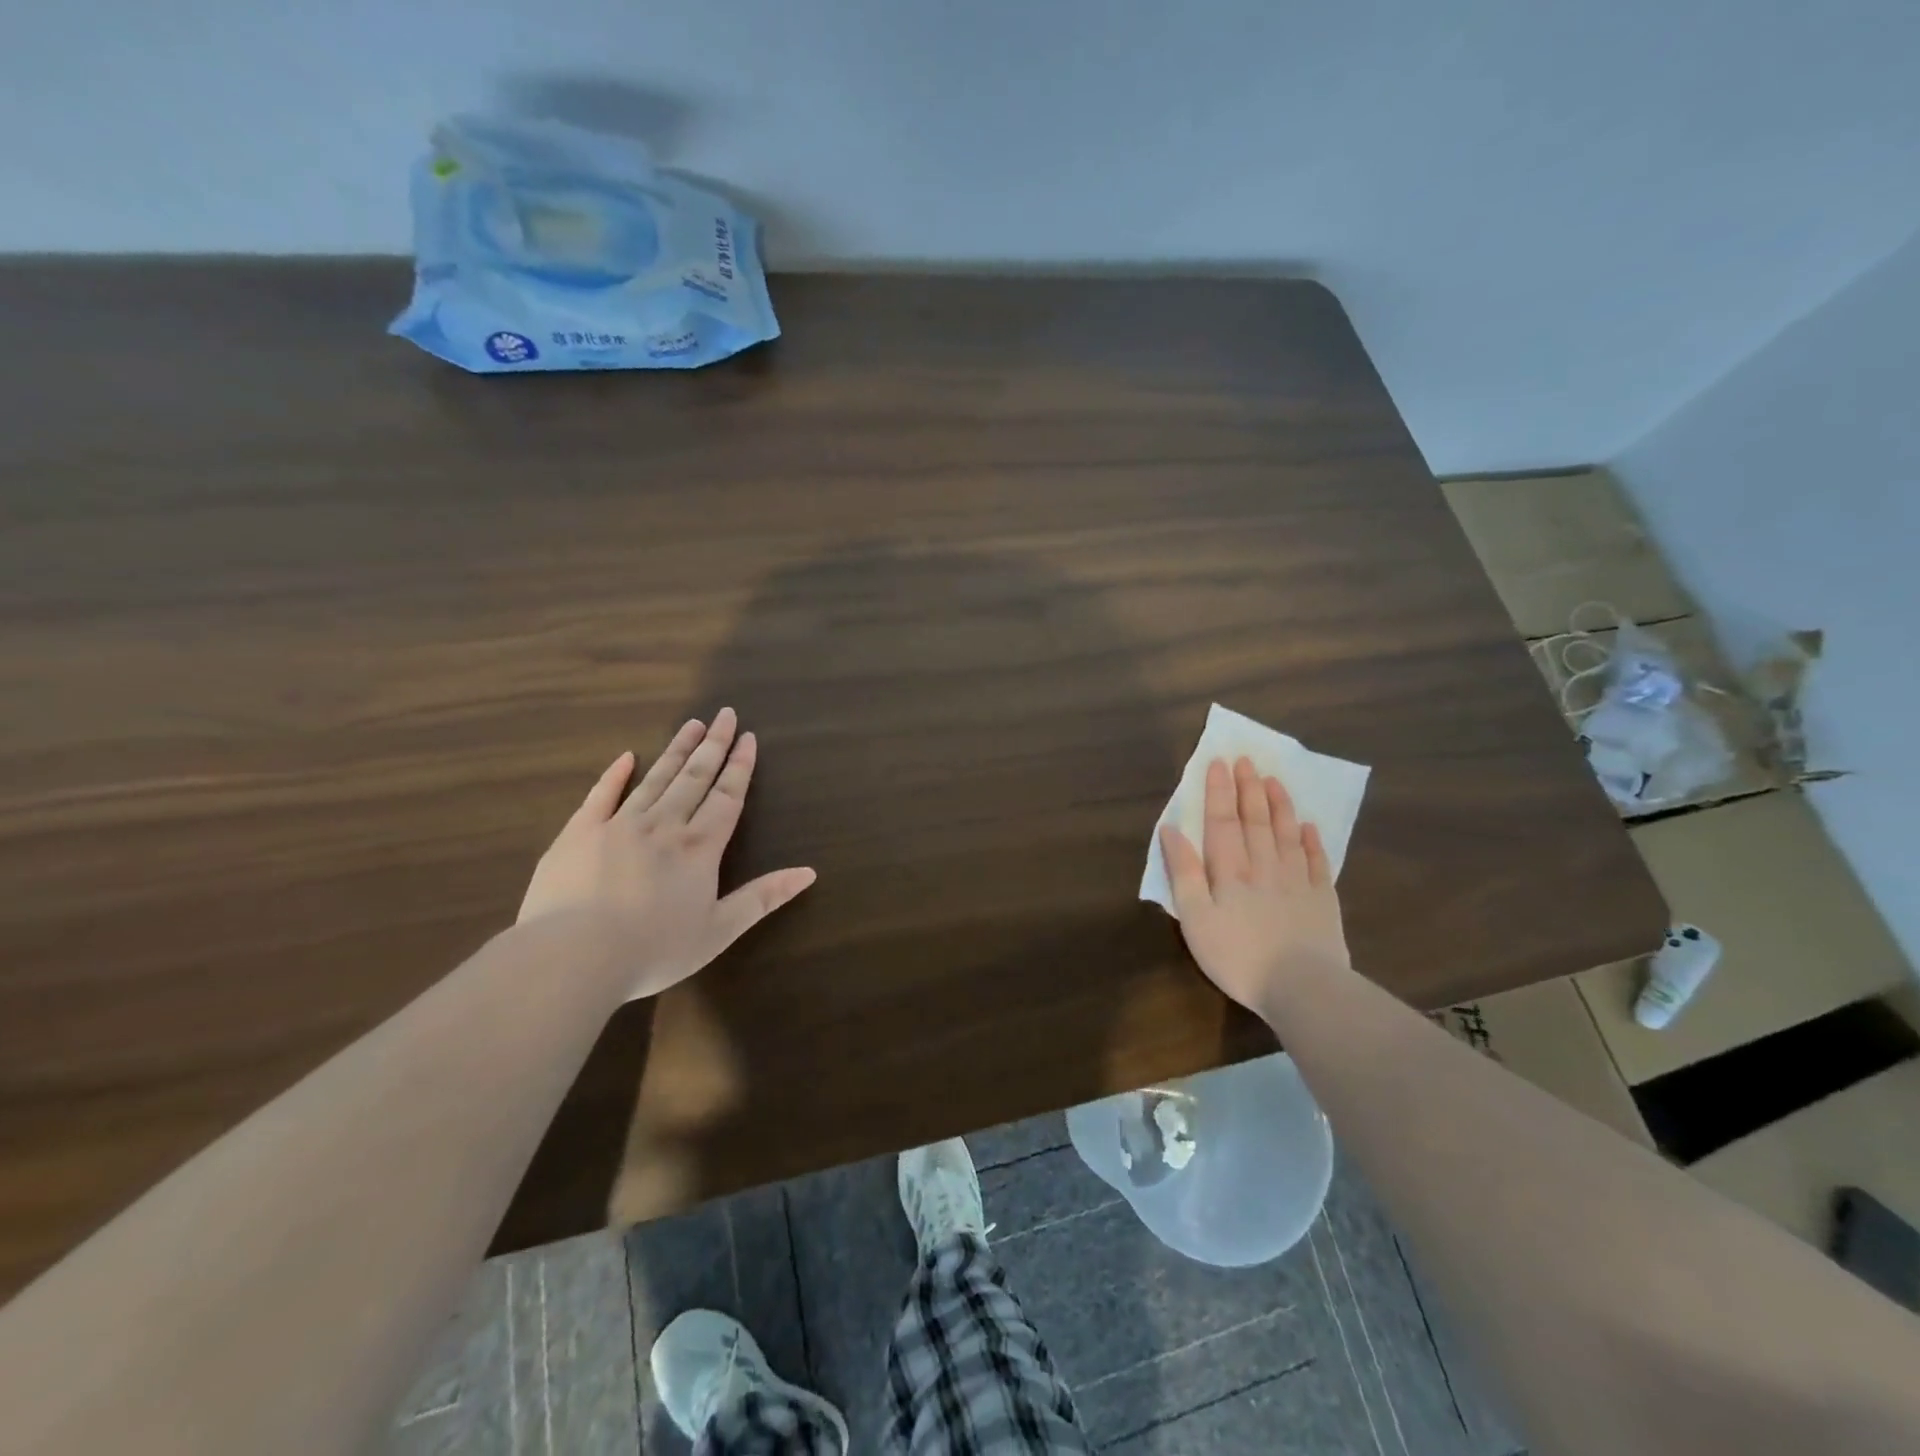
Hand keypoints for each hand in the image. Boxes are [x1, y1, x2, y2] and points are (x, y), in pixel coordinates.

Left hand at [518, 708, 815, 999]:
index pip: (727, 797)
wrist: (573, 956)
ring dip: (676, 750)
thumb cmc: (654, 949)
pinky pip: (601, 795)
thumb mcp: (720, 930)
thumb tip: (809, 873)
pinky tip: (627, 756)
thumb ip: (763, 898)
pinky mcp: (579, 833)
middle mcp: (664, 825)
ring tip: (691, 724)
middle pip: (694, 777)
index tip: (748, 737)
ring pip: (655, 778)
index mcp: (699, 847)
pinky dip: (615, 774)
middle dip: (713, 745)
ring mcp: (619, 824)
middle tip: (724, 714)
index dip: (740, 766)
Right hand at [1160, 757, 1350, 1015]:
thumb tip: (1171, 830)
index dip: (1218, 792)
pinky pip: (1318, 862)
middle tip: (1246, 760)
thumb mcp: (1195, 918)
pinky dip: (1313, 842)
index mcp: (1230, 871)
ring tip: (1274, 781)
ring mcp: (1297, 881)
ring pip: (1287, 834)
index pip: (1222, 822)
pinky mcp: (1323, 900)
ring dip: (1279, 805)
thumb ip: (1183, 872)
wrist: (1302, 987)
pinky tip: (1309, 827)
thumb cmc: (1237, 956)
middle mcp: (1264, 866)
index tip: (1218, 764)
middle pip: (1255, 821)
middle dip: (1248, 788)